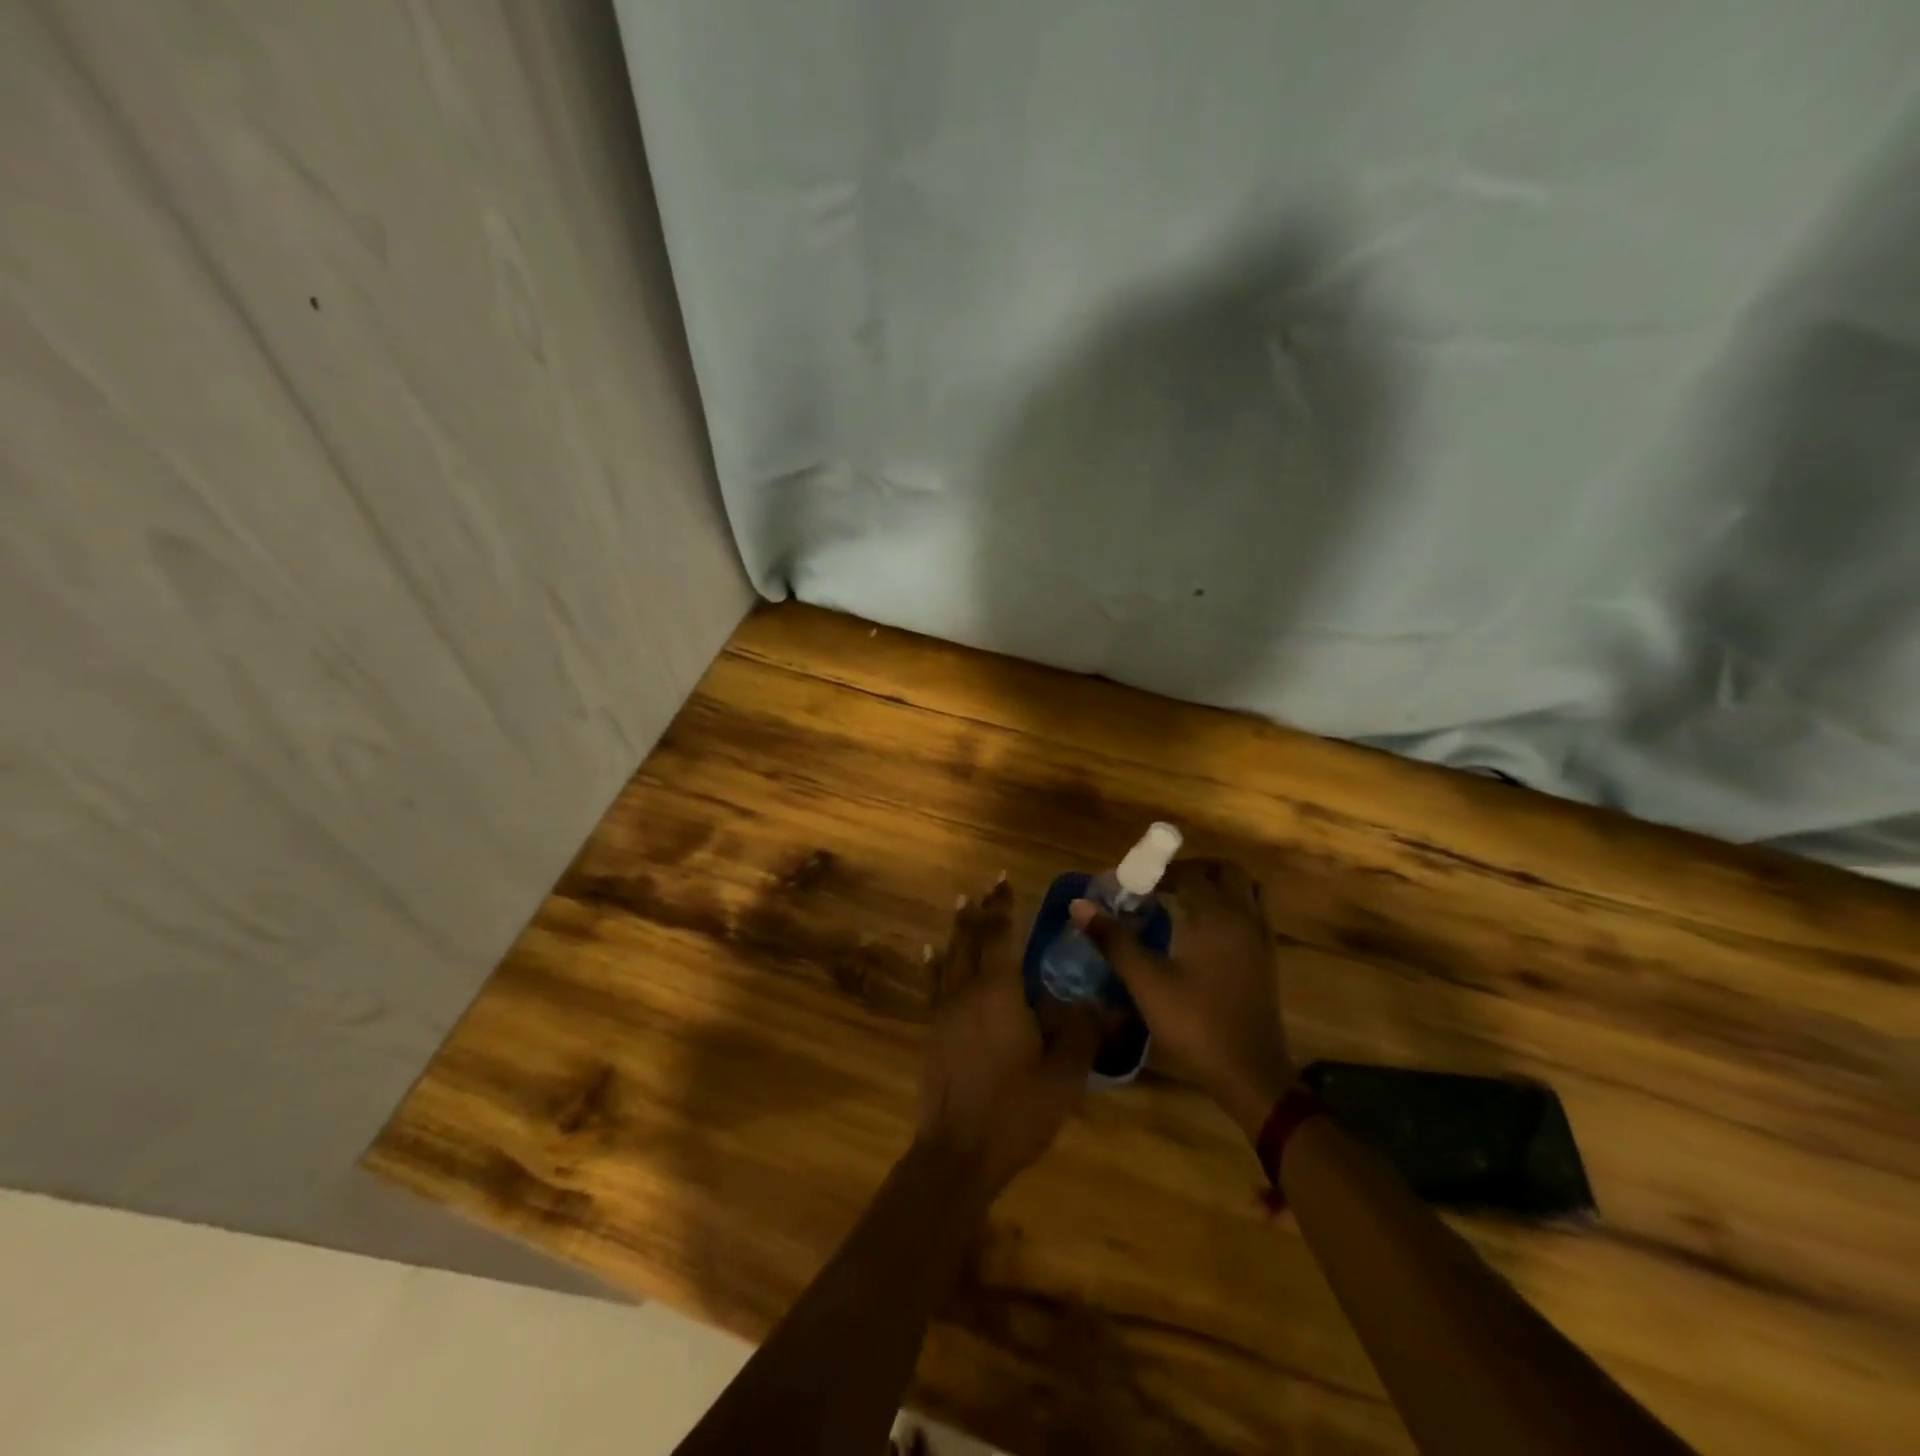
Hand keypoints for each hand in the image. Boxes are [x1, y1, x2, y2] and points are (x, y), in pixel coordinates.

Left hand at [918, 878, 1103, 1198]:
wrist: (957, 1153)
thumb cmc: (1015, 1112)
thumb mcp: (1063, 1076)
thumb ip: (1080, 1032)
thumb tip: (1095, 1000)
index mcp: (999, 992)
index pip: (999, 935)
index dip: (1003, 906)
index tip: (1005, 881)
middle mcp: (966, 990)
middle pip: (970, 938)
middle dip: (980, 910)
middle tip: (986, 885)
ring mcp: (944, 1010)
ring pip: (950, 955)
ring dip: (958, 928)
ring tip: (961, 903)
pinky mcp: (932, 1030)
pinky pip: (933, 982)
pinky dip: (934, 961)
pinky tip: (930, 951)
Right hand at [1072, 857, 1295, 1139]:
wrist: (1250, 1072)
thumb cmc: (1195, 1023)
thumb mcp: (1146, 982)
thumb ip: (1113, 939)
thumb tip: (1078, 905)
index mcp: (1214, 914)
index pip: (1187, 873)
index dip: (1158, 872)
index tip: (1133, 885)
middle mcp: (1242, 916)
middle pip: (1223, 870)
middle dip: (1191, 869)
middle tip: (1159, 886)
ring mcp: (1260, 936)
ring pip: (1244, 888)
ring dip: (1215, 884)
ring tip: (1183, 900)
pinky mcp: (1266, 957)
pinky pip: (1252, 910)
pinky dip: (1230, 904)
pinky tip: (1204, 930)